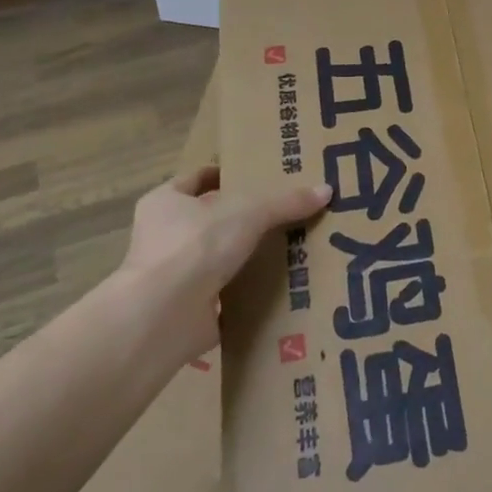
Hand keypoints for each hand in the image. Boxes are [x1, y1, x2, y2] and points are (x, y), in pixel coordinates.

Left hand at [114, 166, 330, 361]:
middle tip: (286, 213)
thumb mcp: (249, 212)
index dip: (227, 175)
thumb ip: (286, 202)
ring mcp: (174, 276)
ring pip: (219, 258)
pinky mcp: (187, 310)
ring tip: (292, 249)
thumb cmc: (196, 245)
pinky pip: (226, 295)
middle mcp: (164, 236)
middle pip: (211, 219)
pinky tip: (280, 288)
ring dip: (248, 257)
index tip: (261, 176)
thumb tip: (326, 191)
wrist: (164, 316)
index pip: (198, 179)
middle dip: (245, 218)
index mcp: (165, 202)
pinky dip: (248, 293)